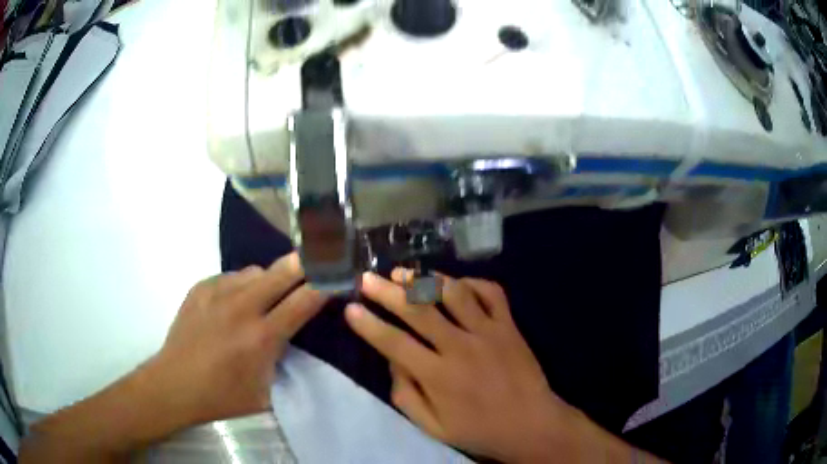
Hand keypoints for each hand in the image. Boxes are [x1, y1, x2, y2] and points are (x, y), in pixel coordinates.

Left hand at [19, 253, 328, 463]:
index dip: (323, 285)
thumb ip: (280, 360)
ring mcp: (217, 294)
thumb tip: (288, 336)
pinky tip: (236, 300)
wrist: (174, 385)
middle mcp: (241, 308)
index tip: (336, 274)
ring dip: (268, 278)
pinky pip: (230, 277)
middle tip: (316, 256)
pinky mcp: (199, 289)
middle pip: (280, 272)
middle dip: (302, 264)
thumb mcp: (264, 392)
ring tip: (268, 291)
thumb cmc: (222, 397)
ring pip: (254, 271)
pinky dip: (240, 284)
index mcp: (261, 338)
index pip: (303, 302)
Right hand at [344, 271, 577, 462]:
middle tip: (367, 277)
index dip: (368, 325)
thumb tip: (392, 360)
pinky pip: (491, 292)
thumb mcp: (433, 426)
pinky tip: (455, 282)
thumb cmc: (479, 430)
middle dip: (387, 291)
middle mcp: (461, 347)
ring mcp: (489, 332)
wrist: (531, 424)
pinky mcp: (509, 325)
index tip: (350, 308)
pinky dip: (471, 281)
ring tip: (403, 272)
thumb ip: (406, 395)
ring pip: (453, 293)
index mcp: (439, 376)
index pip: (394, 343)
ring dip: (425, 279)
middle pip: (418, 310)